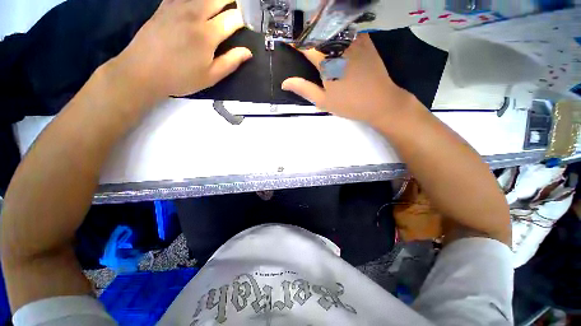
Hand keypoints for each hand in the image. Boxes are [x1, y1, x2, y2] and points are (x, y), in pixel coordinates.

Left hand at [110, 0, 251, 100]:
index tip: (248, 24)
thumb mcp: (210, 76)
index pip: (233, 18)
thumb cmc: (180, 78)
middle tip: (239, 7)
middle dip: (233, 1)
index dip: (244, 19)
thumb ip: (231, 62)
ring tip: (222, 5)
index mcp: (207, 34)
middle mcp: (194, 14)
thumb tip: (248, 52)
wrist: (142, 72)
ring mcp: (177, 7)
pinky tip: (200, 4)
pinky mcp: (165, 6)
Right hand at [282, 34, 414, 126]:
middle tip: (303, 36)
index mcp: (326, 62)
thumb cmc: (349, 104)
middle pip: (319, 30)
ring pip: (334, 25)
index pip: (306, 46)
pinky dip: (340, 27)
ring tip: (317, 33)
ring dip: (323, 26)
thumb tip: (284, 83)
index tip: (289, 42)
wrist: (380, 102)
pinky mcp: (366, 41)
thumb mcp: (323, 101)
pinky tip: (337, 34)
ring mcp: (354, 41)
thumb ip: (304, 89)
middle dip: (309, 30)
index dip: (296, 43)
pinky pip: (350, 27)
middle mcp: (339, 46)